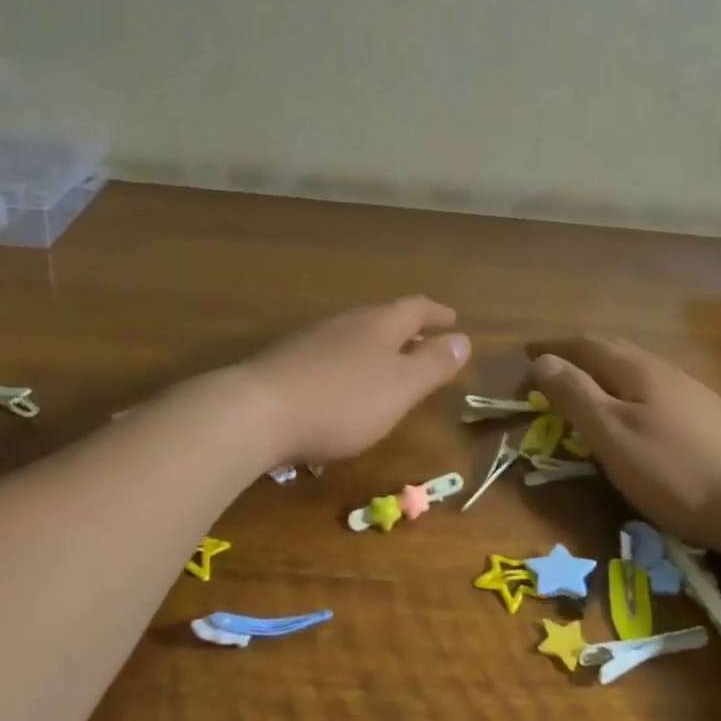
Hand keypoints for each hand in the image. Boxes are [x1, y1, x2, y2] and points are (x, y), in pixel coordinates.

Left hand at [236, 297, 470, 465]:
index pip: (415, 308)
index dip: (436, 313)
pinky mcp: (286, 363)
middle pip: (383, 319)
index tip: (453, 319)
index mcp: (378, 324)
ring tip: (387, 368)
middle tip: (424, 344)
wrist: (256, 412)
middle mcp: (346, 323)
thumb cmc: (342, 400)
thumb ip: (432, 364)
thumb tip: (463, 339)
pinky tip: (343, 390)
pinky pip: (330, 357)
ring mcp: (312, 340)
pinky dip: (349, 367)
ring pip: (354, 337)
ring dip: (376, 349)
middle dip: (406, 331)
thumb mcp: (400, 387)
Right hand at [527, 335, 720, 551]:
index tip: (526, 355)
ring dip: (606, 371)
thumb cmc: (674, 470)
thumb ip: (575, 395)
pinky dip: (630, 390)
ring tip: (588, 388)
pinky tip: (638, 414)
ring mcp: (693, 394)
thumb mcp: (612, 435)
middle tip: (552, 369)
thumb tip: (542, 360)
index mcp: (637, 370)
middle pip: (614, 350)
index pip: (586, 344)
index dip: (553, 348)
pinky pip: (657, 390)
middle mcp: (666, 371)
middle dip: (578, 354)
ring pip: (639, 369)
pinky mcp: (711, 419)